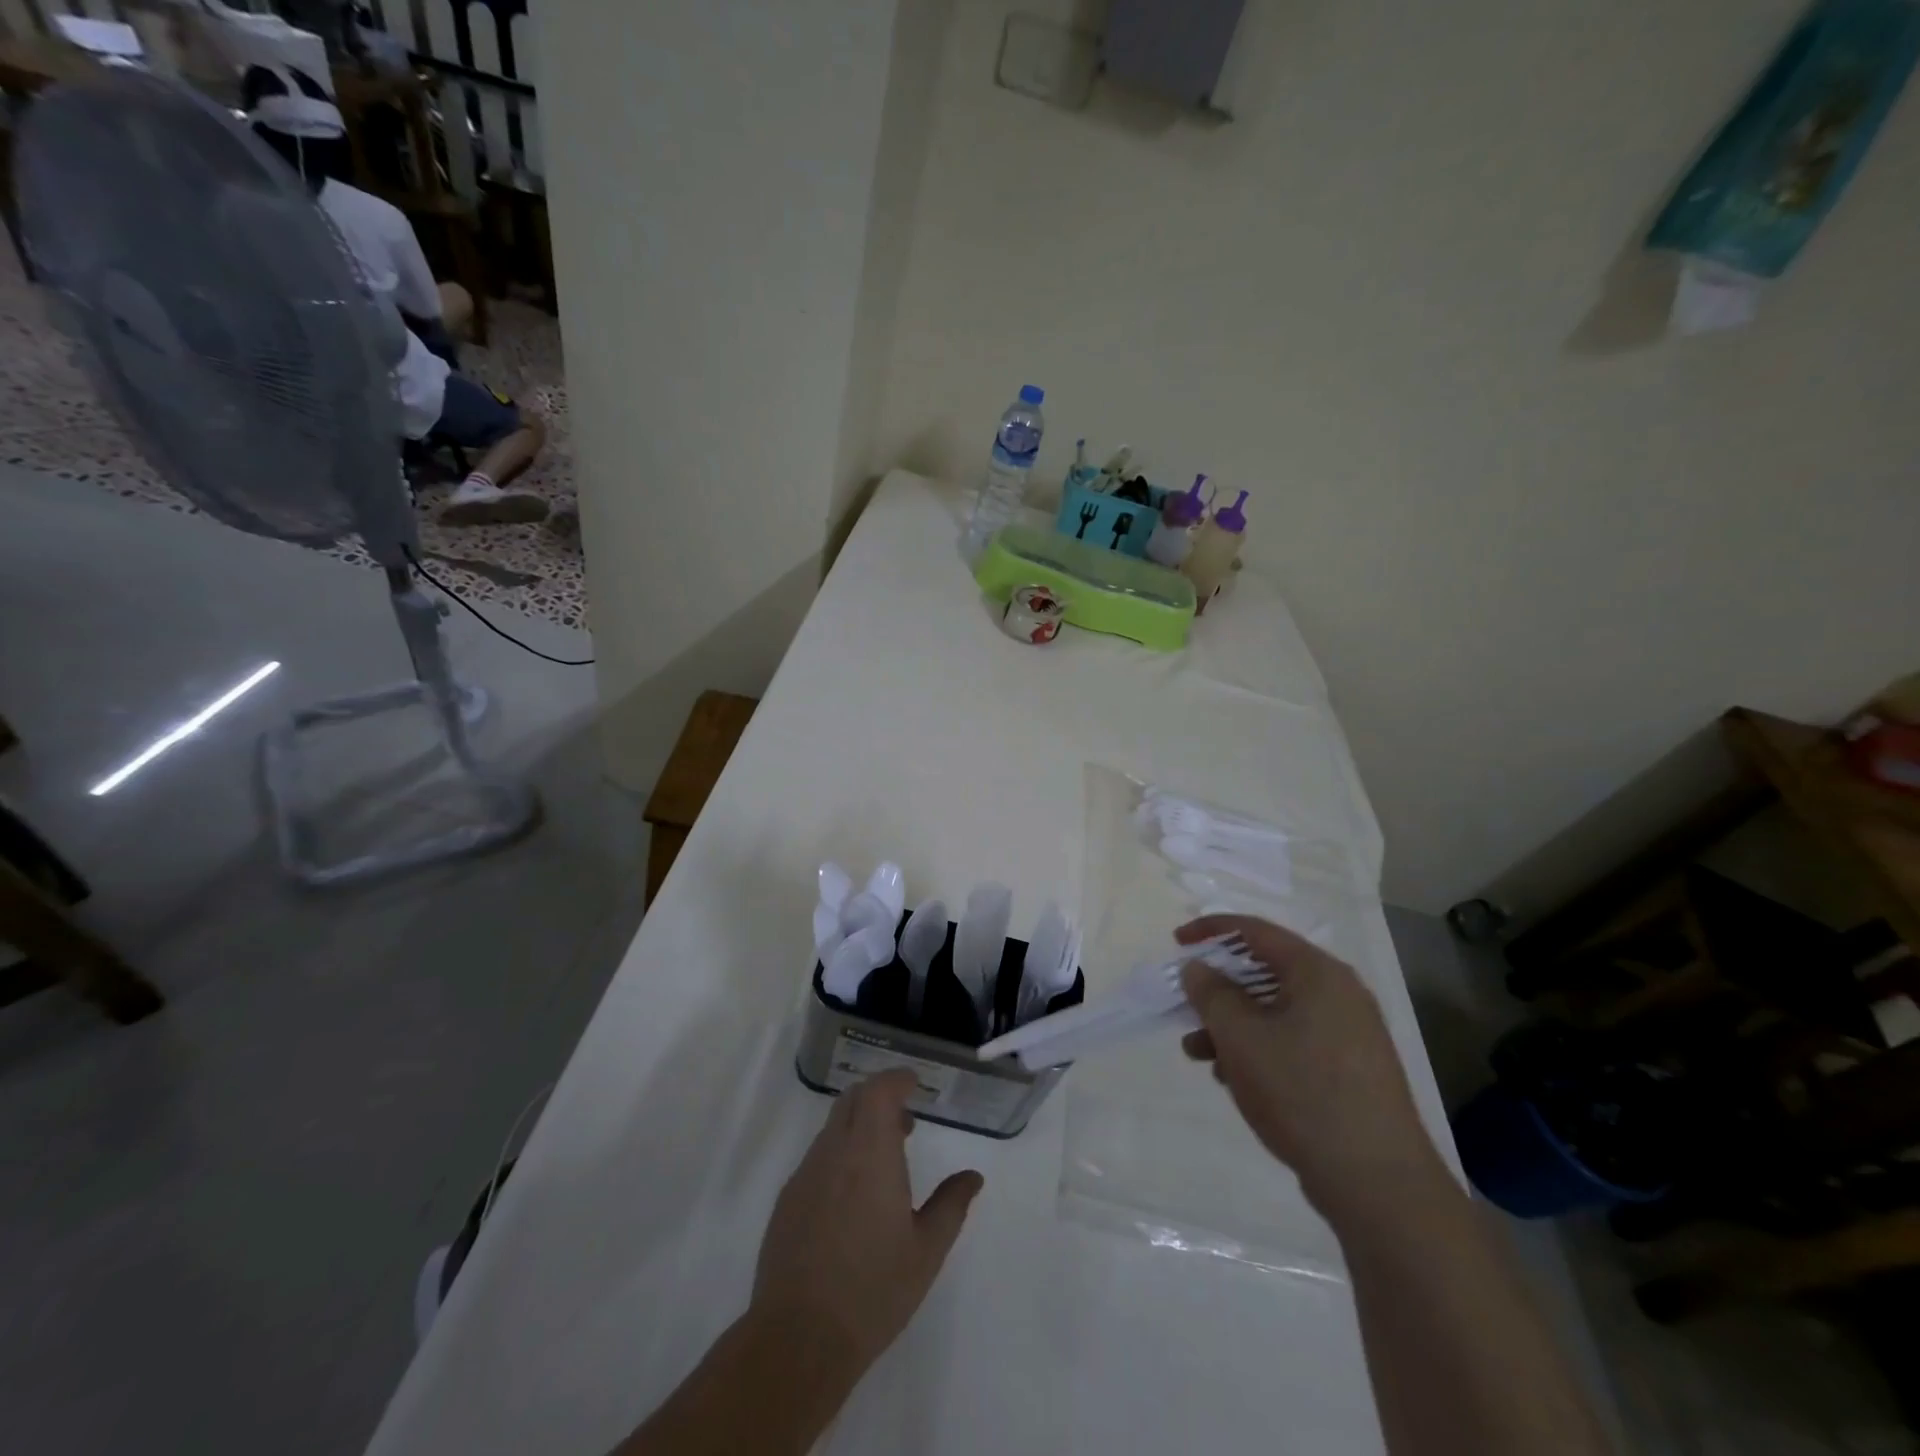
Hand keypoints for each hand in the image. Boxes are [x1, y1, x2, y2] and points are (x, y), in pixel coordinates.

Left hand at [751, 1070, 983, 1373]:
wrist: (798, 1339)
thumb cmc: (873, 1291)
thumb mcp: (926, 1250)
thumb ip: (951, 1205)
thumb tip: (973, 1177)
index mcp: (870, 1153)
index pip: (879, 1090)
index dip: (897, 1079)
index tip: (915, 1085)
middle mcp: (834, 1152)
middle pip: (853, 1100)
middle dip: (880, 1098)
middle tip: (905, 1124)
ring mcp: (805, 1174)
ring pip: (833, 1128)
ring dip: (859, 1128)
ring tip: (884, 1165)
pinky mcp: (787, 1200)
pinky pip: (817, 1158)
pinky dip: (840, 1156)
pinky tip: (852, 1200)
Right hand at [1177, 915, 1447, 1224]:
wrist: (1377, 1183)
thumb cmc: (1301, 1091)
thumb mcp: (1241, 1037)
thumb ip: (1211, 993)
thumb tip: (1198, 968)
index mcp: (1318, 973)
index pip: (1256, 931)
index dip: (1210, 930)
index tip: (1176, 943)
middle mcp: (1339, 994)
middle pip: (1265, 972)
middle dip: (1218, 990)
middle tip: (1186, 1007)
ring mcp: (1349, 1033)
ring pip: (1275, 1011)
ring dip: (1232, 1025)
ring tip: (1198, 1054)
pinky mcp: (1350, 1070)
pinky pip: (1293, 1040)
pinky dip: (1259, 1048)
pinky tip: (1234, 1079)